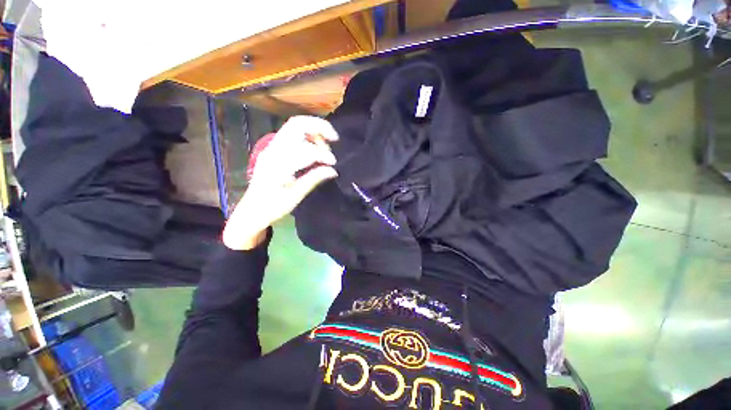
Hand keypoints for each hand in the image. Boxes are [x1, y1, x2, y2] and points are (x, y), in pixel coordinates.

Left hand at [222, 116, 338, 249]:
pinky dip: (307, 135)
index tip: (333, 165)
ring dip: (313, 131)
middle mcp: (273, 151)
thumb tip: (333, 170)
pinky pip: (292, 133)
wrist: (251, 210)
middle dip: (319, 127)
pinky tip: (315, 146)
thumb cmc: (272, 207)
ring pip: (294, 126)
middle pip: (297, 125)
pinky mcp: (273, 149)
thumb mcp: (295, 196)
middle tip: (334, 138)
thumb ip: (313, 179)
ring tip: (325, 146)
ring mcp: (271, 147)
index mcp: (278, 166)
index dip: (323, 155)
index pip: (305, 150)